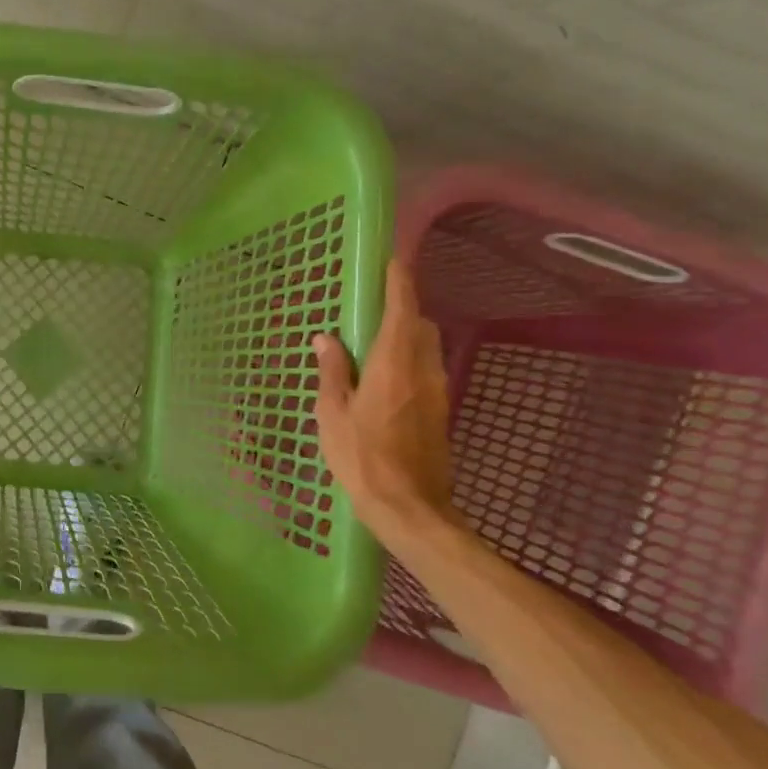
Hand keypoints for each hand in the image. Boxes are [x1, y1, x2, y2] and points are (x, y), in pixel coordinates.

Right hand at [313, 261, 456, 540]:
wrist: (410, 508)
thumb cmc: (362, 457)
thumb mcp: (333, 413)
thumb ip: (332, 370)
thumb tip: (326, 338)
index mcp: (393, 363)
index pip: (402, 308)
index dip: (399, 281)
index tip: (392, 260)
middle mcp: (422, 370)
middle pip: (420, 325)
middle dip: (402, 310)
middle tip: (371, 311)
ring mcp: (437, 392)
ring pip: (426, 348)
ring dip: (406, 337)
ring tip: (373, 347)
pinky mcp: (440, 412)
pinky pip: (426, 371)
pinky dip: (409, 362)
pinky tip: (384, 382)